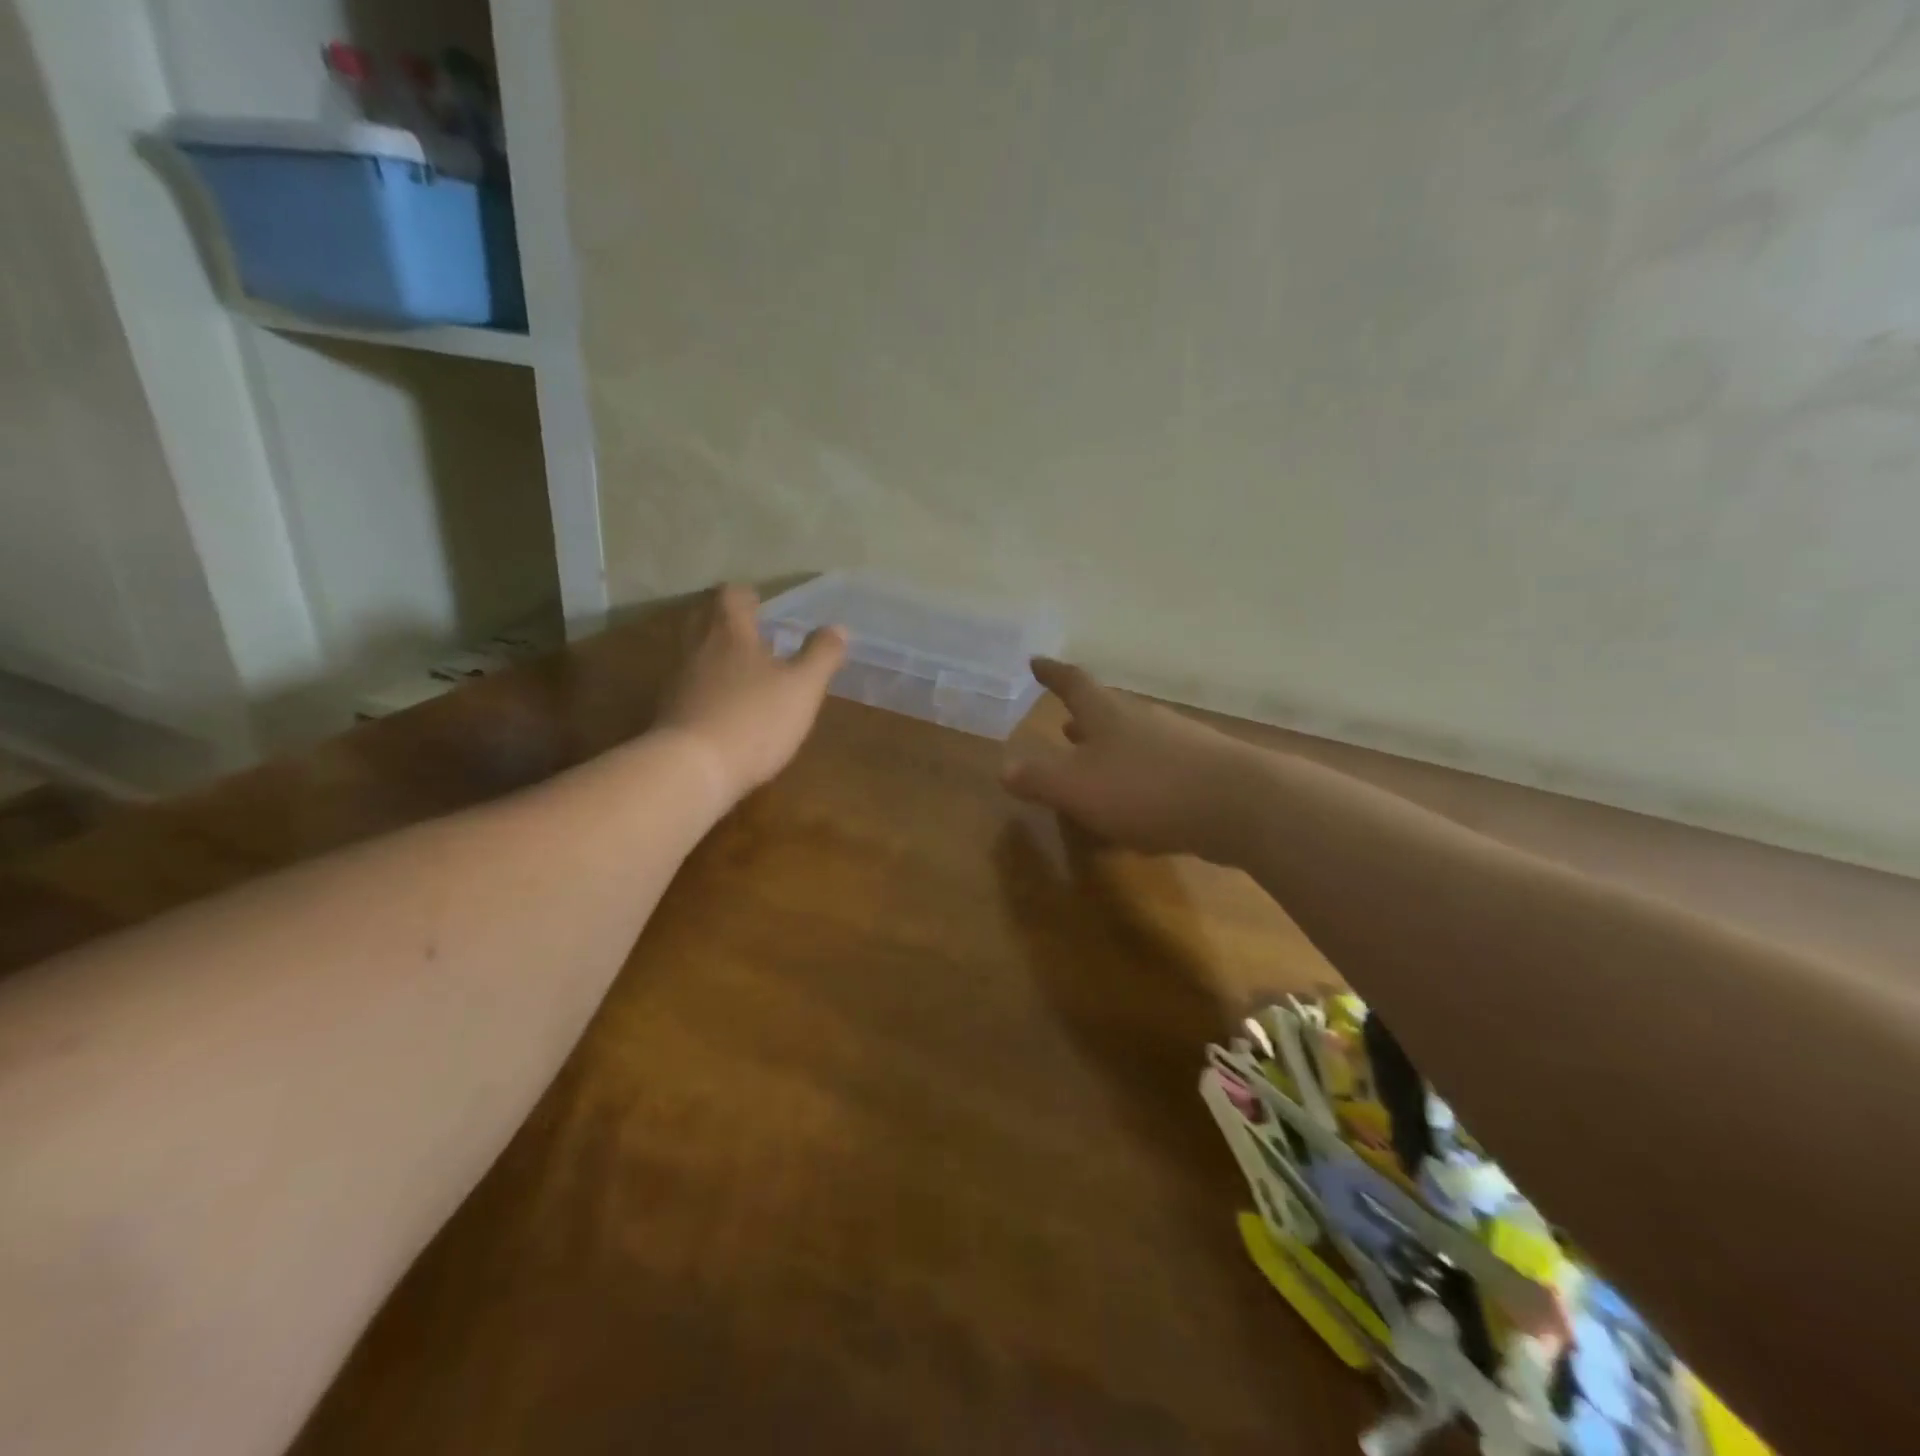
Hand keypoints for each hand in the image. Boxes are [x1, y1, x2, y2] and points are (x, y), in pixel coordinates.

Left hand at [656, 584, 846, 803]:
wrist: (692, 769)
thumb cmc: (755, 719)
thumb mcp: (803, 687)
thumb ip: (821, 655)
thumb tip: (837, 628)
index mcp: (730, 632)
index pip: (731, 595)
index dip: (748, 597)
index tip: (764, 608)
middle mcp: (697, 647)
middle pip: (705, 618)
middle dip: (728, 622)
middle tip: (754, 635)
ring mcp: (678, 680)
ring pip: (696, 653)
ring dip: (717, 656)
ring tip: (746, 674)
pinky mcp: (669, 711)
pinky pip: (689, 686)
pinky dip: (707, 688)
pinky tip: (727, 708)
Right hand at [1002, 660, 1254, 860]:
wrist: (1240, 805)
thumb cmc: (1146, 789)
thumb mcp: (1077, 787)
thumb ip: (1038, 778)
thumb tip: (1004, 767)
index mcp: (1107, 713)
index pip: (1073, 683)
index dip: (1052, 673)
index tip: (1036, 662)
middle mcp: (1142, 718)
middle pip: (1107, 709)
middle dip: (1083, 717)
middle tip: (1065, 723)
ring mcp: (1178, 741)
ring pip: (1134, 738)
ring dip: (1111, 748)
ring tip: (1095, 764)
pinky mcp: (1204, 769)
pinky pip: (1158, 767)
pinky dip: (1138, 776)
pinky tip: (1138, 804)